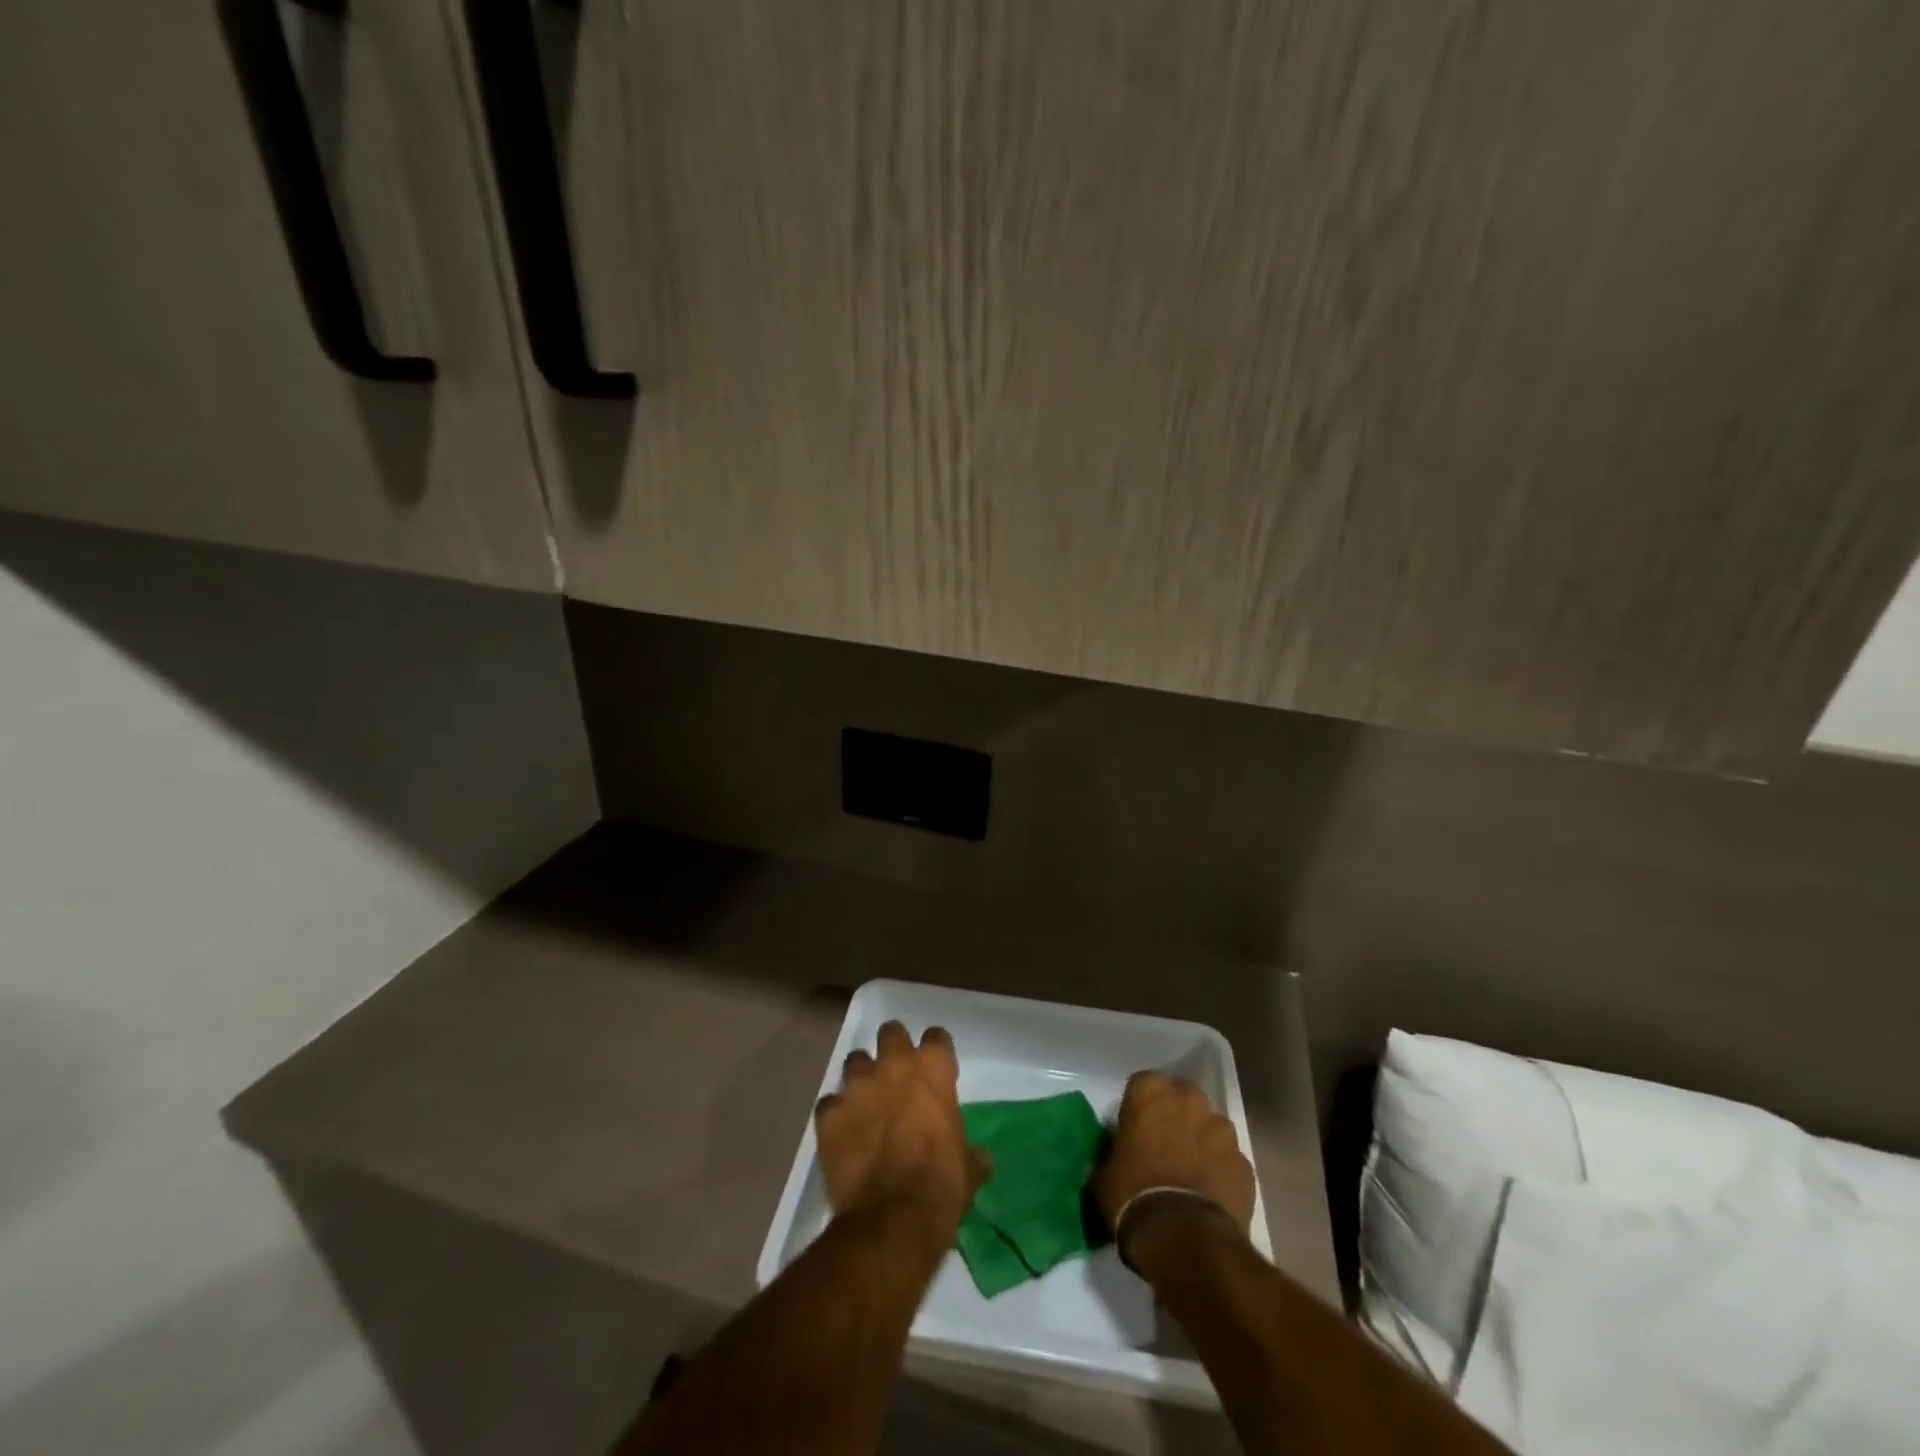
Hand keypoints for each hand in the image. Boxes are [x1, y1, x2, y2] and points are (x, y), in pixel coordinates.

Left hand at [815, 1021, 986, 1240]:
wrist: (892, 1219)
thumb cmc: (941, 1186)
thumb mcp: (968, 1170)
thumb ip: (972, 1153)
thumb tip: (982, 1157)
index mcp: (933, 1069)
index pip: (936, 1037)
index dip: (936, 1053)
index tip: (936, 1071)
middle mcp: (893, 1065)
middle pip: (891, 1032)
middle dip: (893, 1048)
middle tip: (897, 1075)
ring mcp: (857, 1086)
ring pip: (855, 1061)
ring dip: (861, 1078)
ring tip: (865, 1103)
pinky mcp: (828, 1114)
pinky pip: (829, 1103)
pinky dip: (836, 1115)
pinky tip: (842, 1134)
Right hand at [1094, 1071, 1256, 1233]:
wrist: (1182, 1237)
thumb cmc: (1132, 1195)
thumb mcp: (1104, 1173)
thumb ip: (1112, 1152)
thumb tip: (1115, 1155)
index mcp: (1150, 1092)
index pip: (1142, 1084)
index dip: (1139, 1106)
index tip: (1135, 1128)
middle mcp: (1188, 1099)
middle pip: (1182, 1097)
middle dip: (1176, 1114)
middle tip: (1164, 1143)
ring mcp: (1222, 1130)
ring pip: (1211, 1125)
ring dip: (1202, 1139)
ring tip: (1191, 1170)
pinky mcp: (1244, 1163)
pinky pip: (1229, 1158)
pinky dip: (1221, 1169)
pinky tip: (1210, 1193)